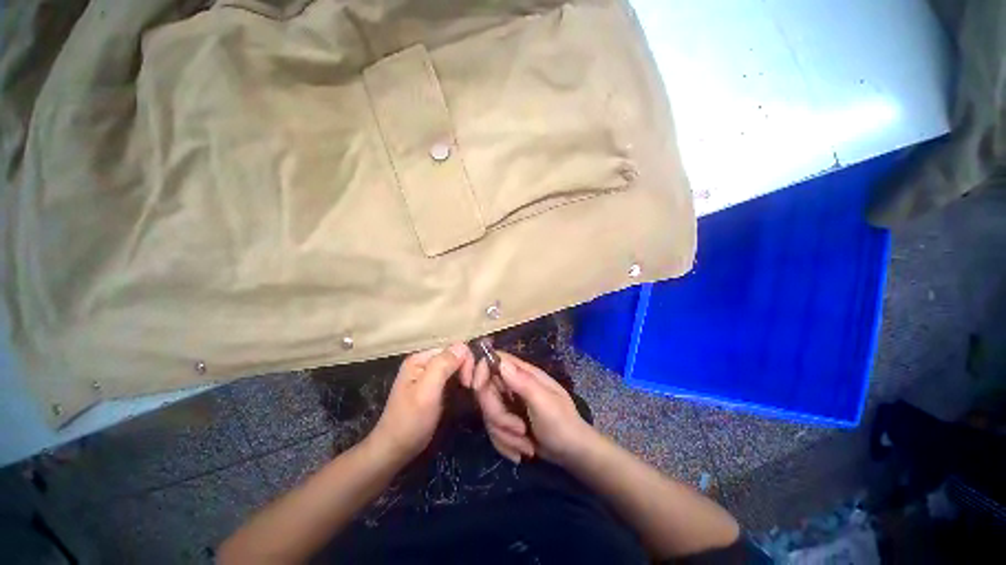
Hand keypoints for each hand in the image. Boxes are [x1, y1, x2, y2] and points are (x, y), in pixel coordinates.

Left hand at [367, 343, 473, 463]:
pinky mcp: (432, 386)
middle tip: (470, 388)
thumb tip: (463, 345)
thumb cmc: (410, 421)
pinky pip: (451, 376)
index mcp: (420, 359)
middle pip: (454, 356)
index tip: (469, 383)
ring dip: (464, 376)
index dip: (465, 362)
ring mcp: (427, 374)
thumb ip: (443, 365)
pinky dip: (459, 382)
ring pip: (454, 366)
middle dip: (465, 369)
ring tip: (467, 391)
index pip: (453, 349)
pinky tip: (462, 392)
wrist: (394, 450)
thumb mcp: (427, 391)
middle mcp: (424, 362)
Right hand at [472, 352, 595, 464]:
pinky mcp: (507, 422)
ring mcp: (509, 404)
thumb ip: (523, 383)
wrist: (572, 454)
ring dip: (505, 435)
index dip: (481, 369)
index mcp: (524, 374)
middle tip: (519, 430)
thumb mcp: (545, 403)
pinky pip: (493, 431)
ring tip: (527, 444)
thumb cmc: (563, 424)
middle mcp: (513, 385)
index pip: (495, 360)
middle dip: (498, 416)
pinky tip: (522, 451)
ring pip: (488, 415)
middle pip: (486, 392)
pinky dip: (506, 445)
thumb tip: (501, 362)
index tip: (476, 387)